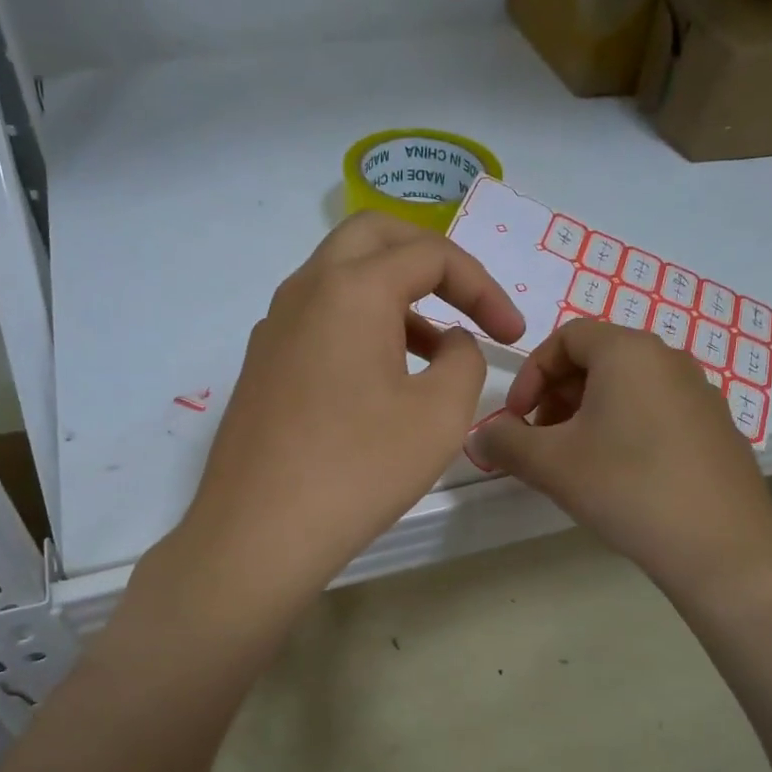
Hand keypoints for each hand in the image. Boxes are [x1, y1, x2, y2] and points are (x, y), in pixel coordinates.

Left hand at [170, 213, 524, 612]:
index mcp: (351, 288)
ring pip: (342, 278)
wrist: (259, 533)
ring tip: (436, 352)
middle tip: (467, 301)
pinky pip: (320, 318)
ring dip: (396, 296)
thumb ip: (464, 360)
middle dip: (432, 260)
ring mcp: (274, 326)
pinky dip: (362, 325)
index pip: (431, 255)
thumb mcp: (440, 414)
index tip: (512, 335)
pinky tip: (383, 380)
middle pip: (375, 237)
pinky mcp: (262, 364)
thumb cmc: (358, 469)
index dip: (484, 288)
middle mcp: (305, 290)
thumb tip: (450, 343)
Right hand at [470, 320, 771, 602]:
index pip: (566, 337)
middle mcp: (668, 359)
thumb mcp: (550, 464)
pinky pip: (655, 411)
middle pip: (596, 359)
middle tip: (540, 442)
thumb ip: (504, 443)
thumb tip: (480, 437)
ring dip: (587, 414)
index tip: (516, 418)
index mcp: (628, 352)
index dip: (530, 374)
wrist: (721, 545)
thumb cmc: (627, 487)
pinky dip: (623, 428)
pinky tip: (619, 476)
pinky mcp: (715, 427)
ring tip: (574, 462)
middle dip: (556, 396)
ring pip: (626, 388)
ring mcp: (699, 392)